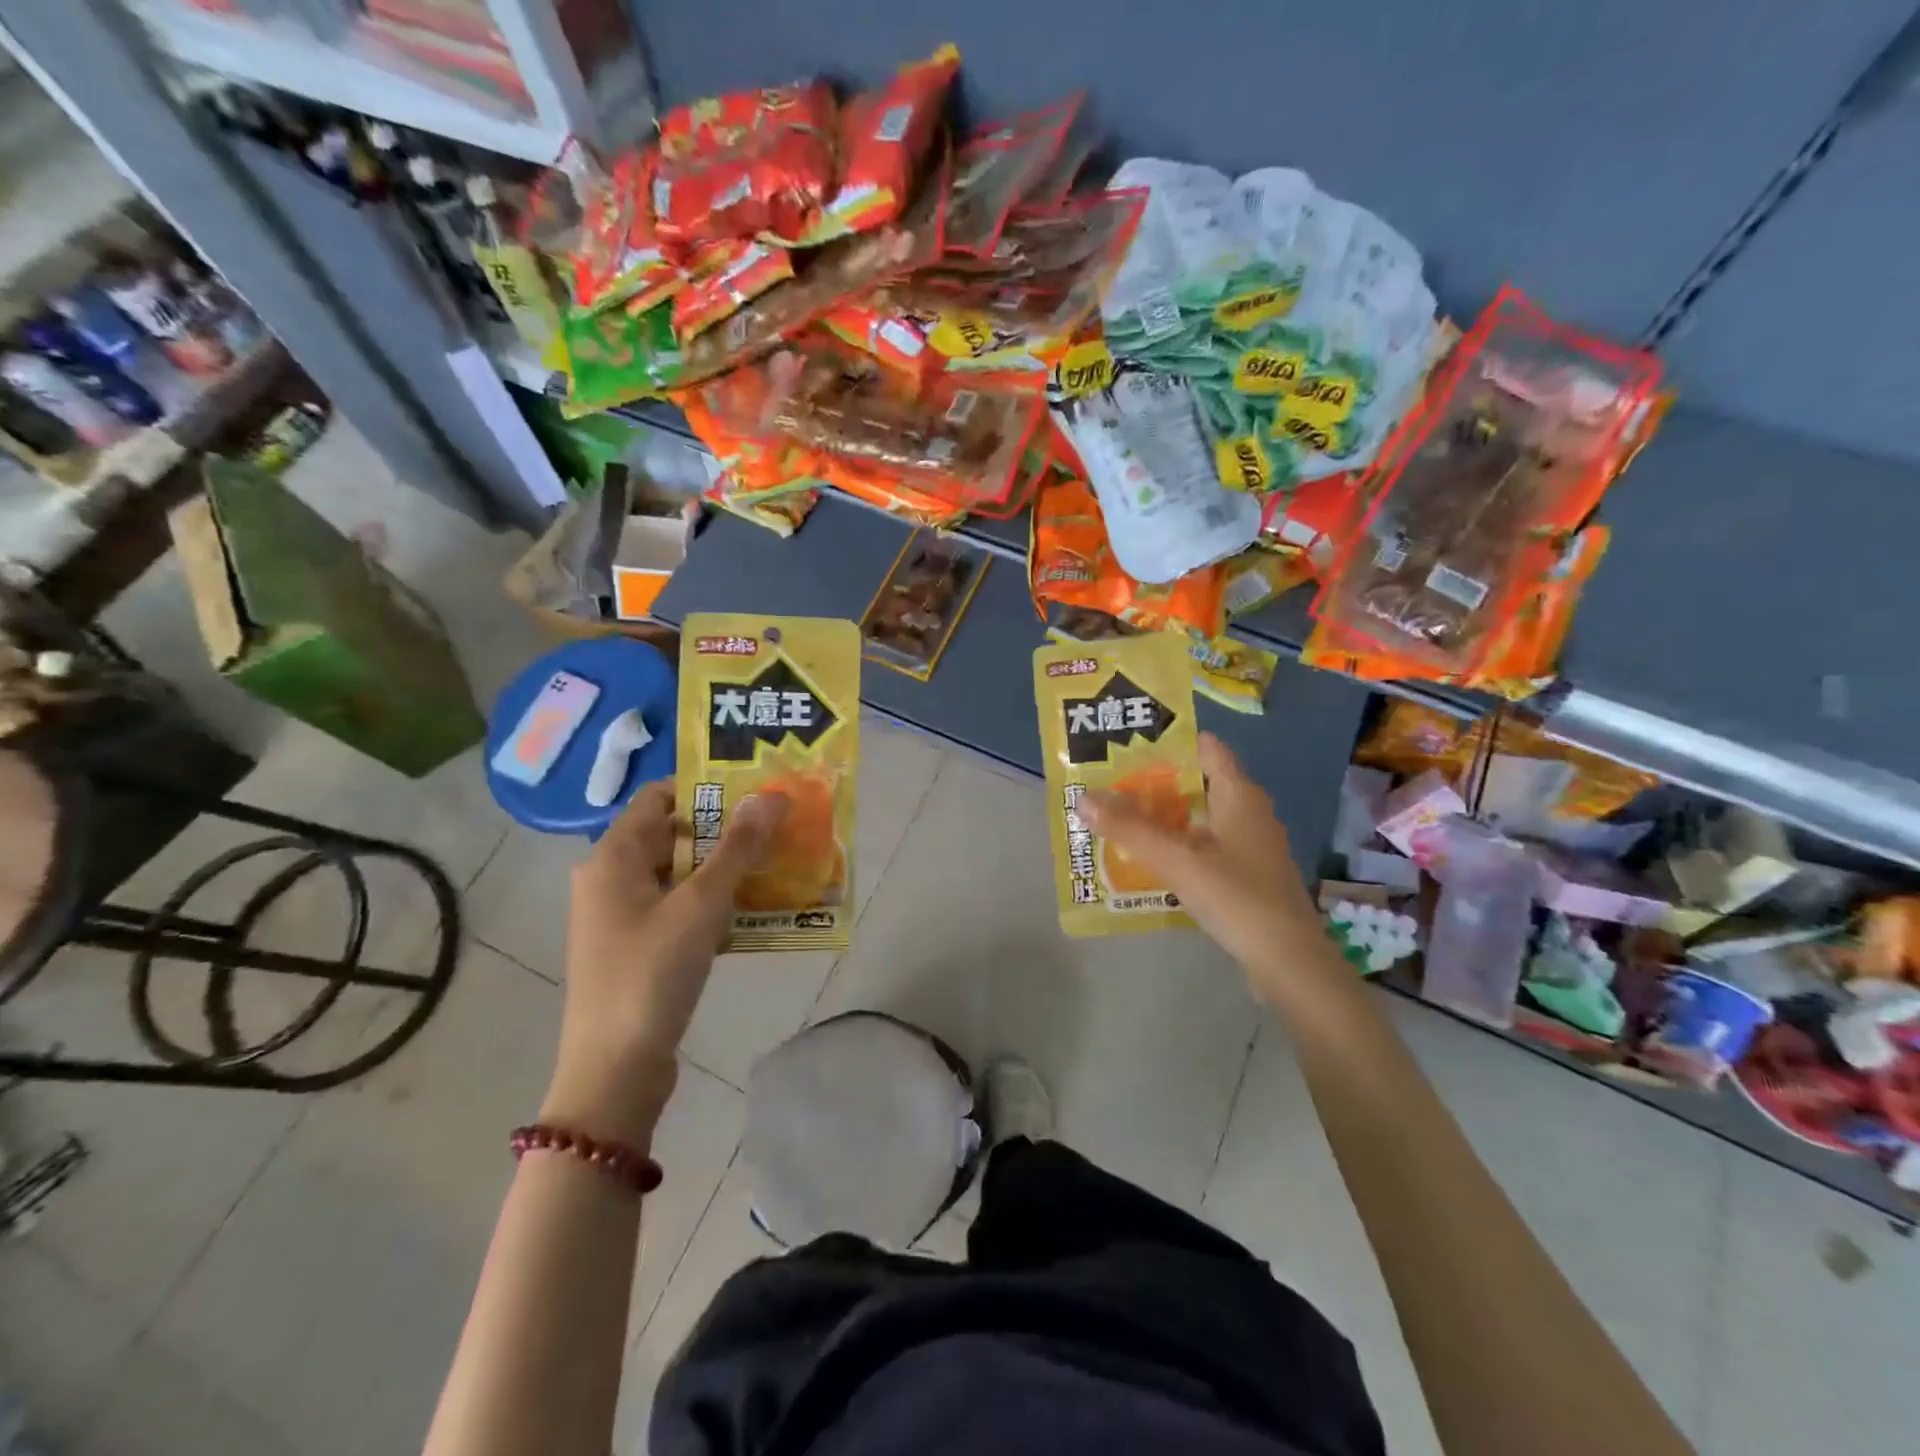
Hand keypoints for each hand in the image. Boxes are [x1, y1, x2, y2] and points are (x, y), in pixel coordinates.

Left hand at [542, 784, 787, 1143]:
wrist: (614, 1071)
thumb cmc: (651, 974)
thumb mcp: (701, 904)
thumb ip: (738, 848)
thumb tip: (772, 795)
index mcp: (613, 856)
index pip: (660, 797)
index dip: (707, 788)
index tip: (756, 789)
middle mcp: (611, 878)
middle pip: (673, 834)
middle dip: (726, 829)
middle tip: (778, 825)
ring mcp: (622, 916)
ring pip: (680, 874)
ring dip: (725, 868)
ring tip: (777, 862)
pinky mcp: (637, 948)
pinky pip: (680, 908)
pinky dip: (714, 903)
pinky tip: (755, 910)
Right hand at [1079, 733, 1323, 1005]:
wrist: (1288, 962)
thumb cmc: (1237, 897)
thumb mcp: (1178, 860)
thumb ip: (1130, 828)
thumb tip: (1084, 797)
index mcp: (1239, 794)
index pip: (1205, 747)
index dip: (1168, 741)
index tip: (1126, 744)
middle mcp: (1247, 811)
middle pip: (1196, 782)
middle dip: (1154, 782)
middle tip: (1108, 784)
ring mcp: (1249, 844)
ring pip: (1199, 816)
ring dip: (1162, 817)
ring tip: (1117, 819)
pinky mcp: (1246, 873)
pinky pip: (1204, 846)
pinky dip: (1176, 845)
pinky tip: (1147, 859)